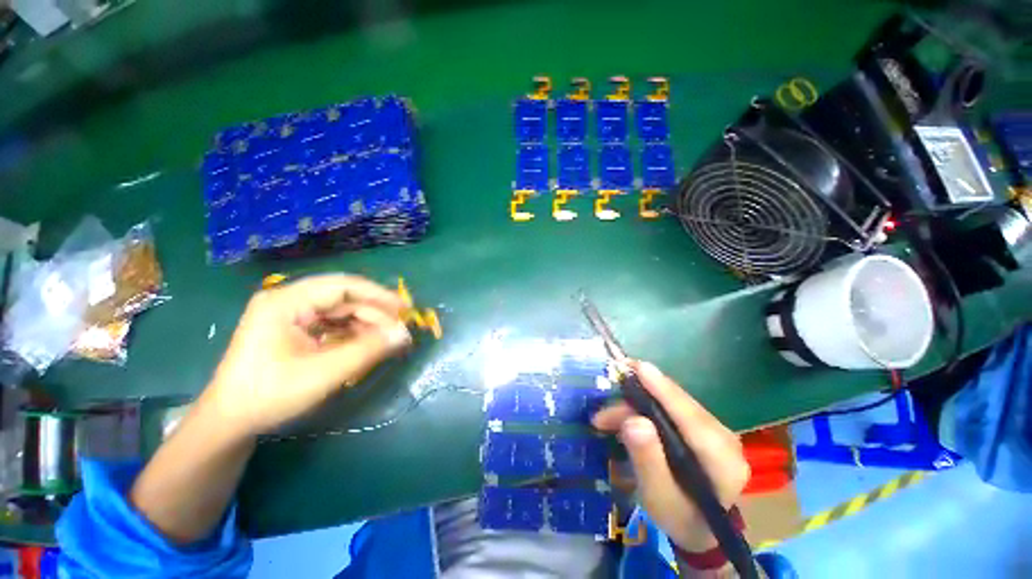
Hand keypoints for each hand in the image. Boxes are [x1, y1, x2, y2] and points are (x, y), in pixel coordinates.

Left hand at [204, 274, 411, 436]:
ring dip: (365, 324)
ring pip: (340, 311)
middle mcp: (288, 301)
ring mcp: (290, 314)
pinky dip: (352, 333)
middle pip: (343, 298)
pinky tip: (365, 344)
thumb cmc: (271, 395)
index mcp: (286, 302)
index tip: (404, 309)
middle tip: (398, 331)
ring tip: (386, 340)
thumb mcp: (325, 373)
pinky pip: (331, 323)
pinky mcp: (293, 328)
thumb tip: (404, 334)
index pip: (342, 286)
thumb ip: (368, 350)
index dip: (378, 295)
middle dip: (373, 314)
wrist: (230, 421)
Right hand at [592, 361, 748, 552]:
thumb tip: (633, 420)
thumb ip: (648, 460)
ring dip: (635, 405)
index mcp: (722, 461)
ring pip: (670, 403)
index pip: (691, 418)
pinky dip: (643, 407)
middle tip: (602, 414)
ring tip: (606, 420)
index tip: (639, 367)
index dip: (663, 390)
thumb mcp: (658, 497)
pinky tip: (625, 417)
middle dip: (635, 401)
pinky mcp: (702, 425)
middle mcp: (724, 438)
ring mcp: (715, 429)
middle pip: (676, 405)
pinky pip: (670, 407)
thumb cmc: (678, 517)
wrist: (697, 527)